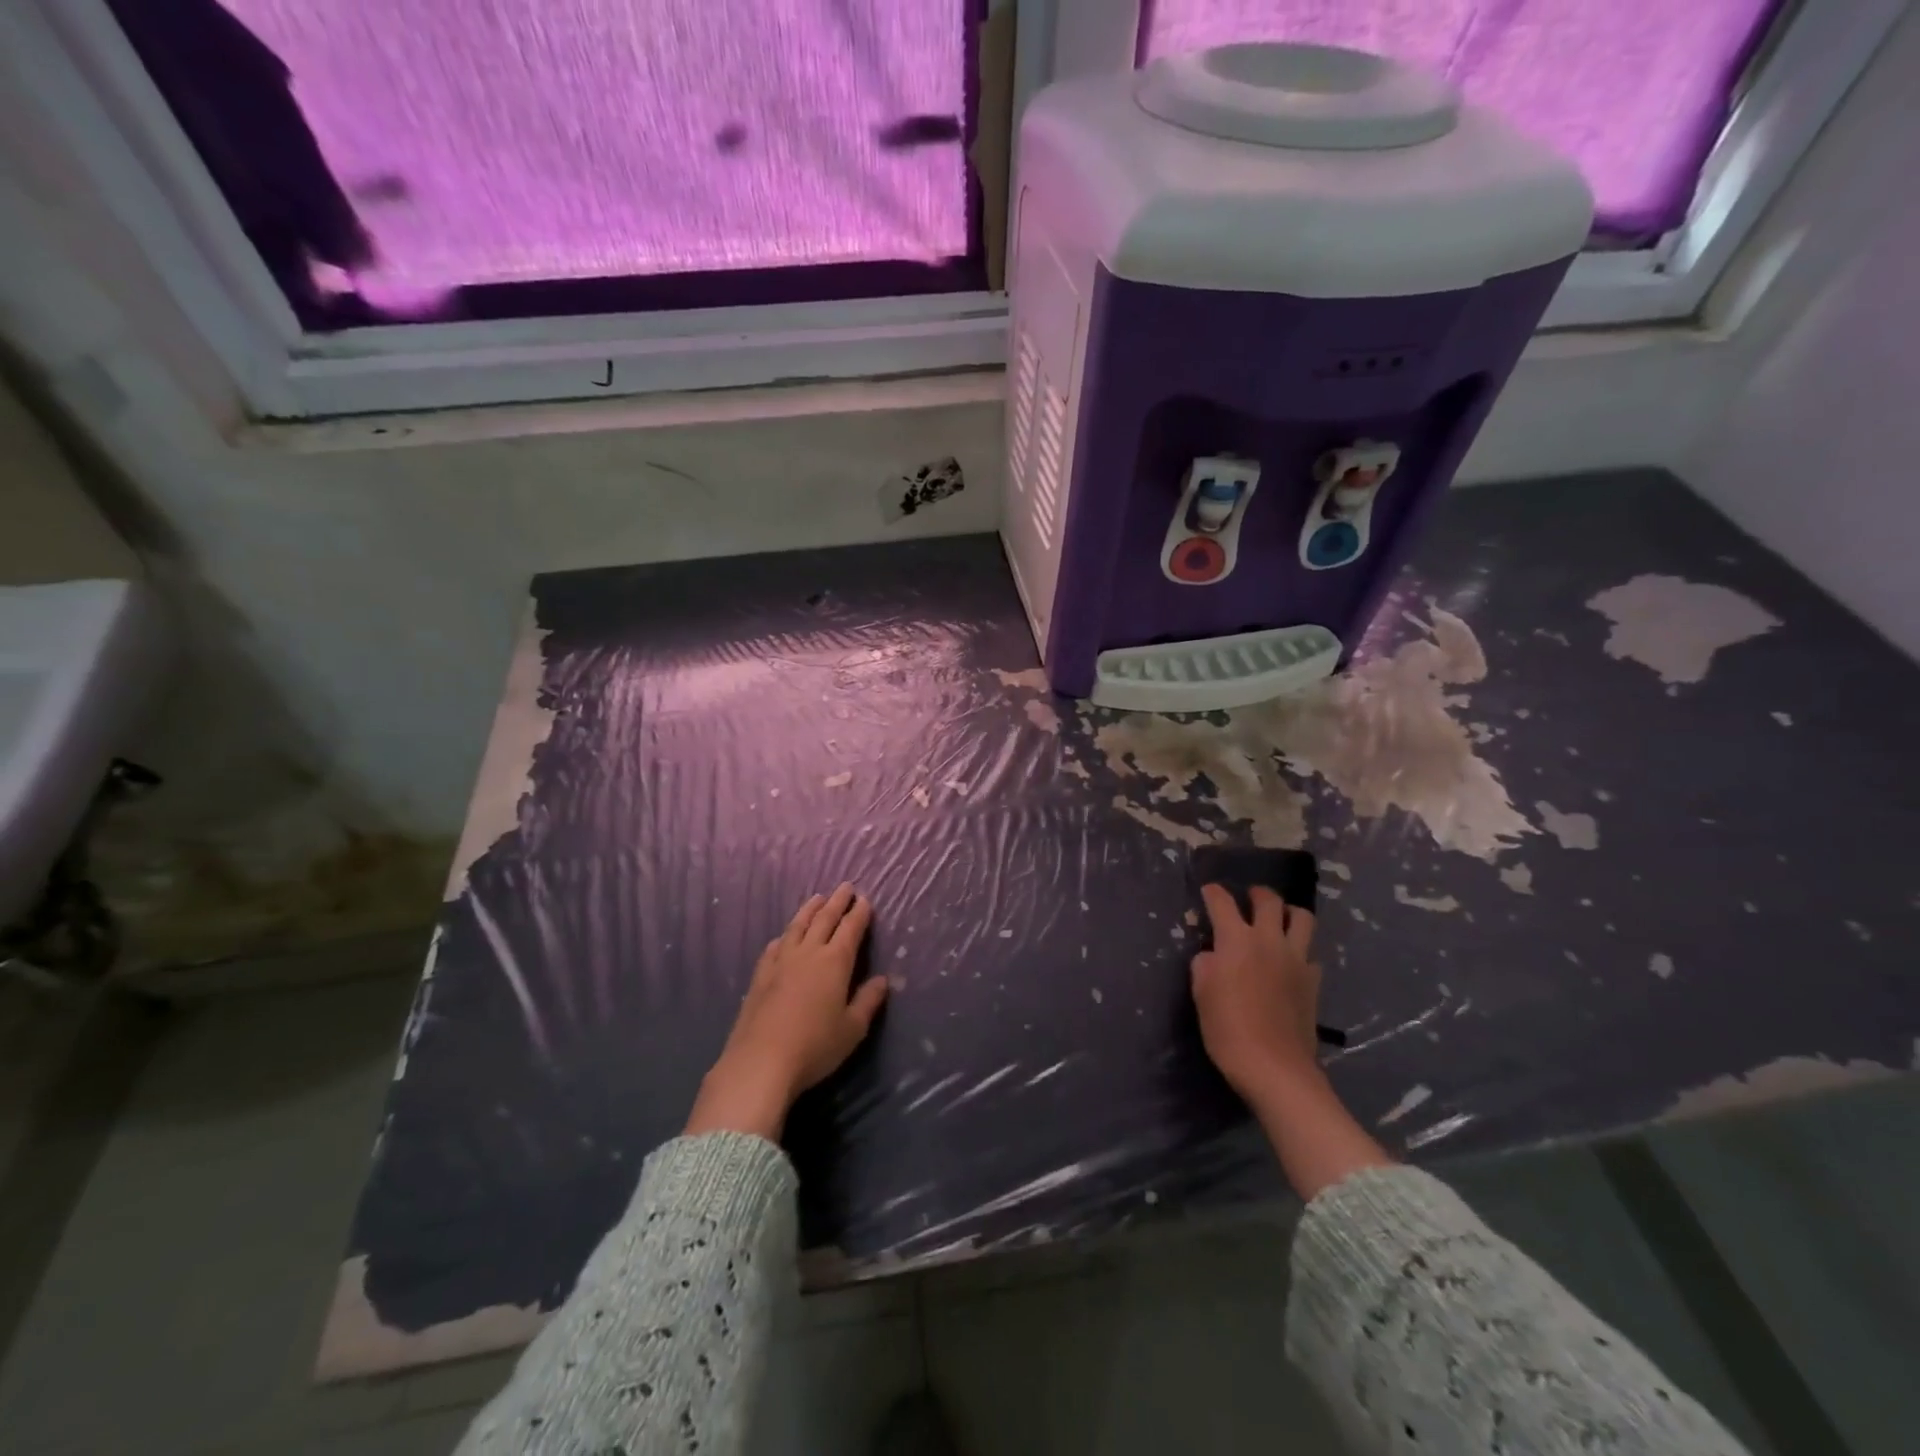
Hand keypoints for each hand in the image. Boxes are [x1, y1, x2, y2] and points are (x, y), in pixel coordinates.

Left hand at [685, 884, 889, 1139]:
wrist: (760, 1062)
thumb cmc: (815, 1046)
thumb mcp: (852, 1029)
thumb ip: (868, 1001)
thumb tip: (882, 980)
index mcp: (835, 962)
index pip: (850, 929)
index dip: (859, 913)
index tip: (865, 899)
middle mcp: (808, 953)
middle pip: (824, 919)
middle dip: (837, 902)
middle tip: (845, 887)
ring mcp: (781, 962)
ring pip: (797, 926)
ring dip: (809, 910)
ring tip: (817, 898)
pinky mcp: (760, 976)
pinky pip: (775, 946)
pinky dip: (785, 936)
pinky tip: (784, 937)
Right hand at [1192, 883, 1395, 1200]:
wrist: (1275, 1068)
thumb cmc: (1228, 1029)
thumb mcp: (1201, 994)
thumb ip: (1204, 965)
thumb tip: (1212, 954)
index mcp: (1236, 940)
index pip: (1222, 902)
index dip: (1213, 892)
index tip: (1207, 891)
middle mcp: (1269, 940)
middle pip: (1269, 900)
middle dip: (1256, 893)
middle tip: (1248, 898)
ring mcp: (1296, 959)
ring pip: (1302, 918)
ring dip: (1288, 912)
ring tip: (1278, 920)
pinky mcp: (1313, 981)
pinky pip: (1310, 952)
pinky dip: (1300, 949)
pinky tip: (1290, 961)